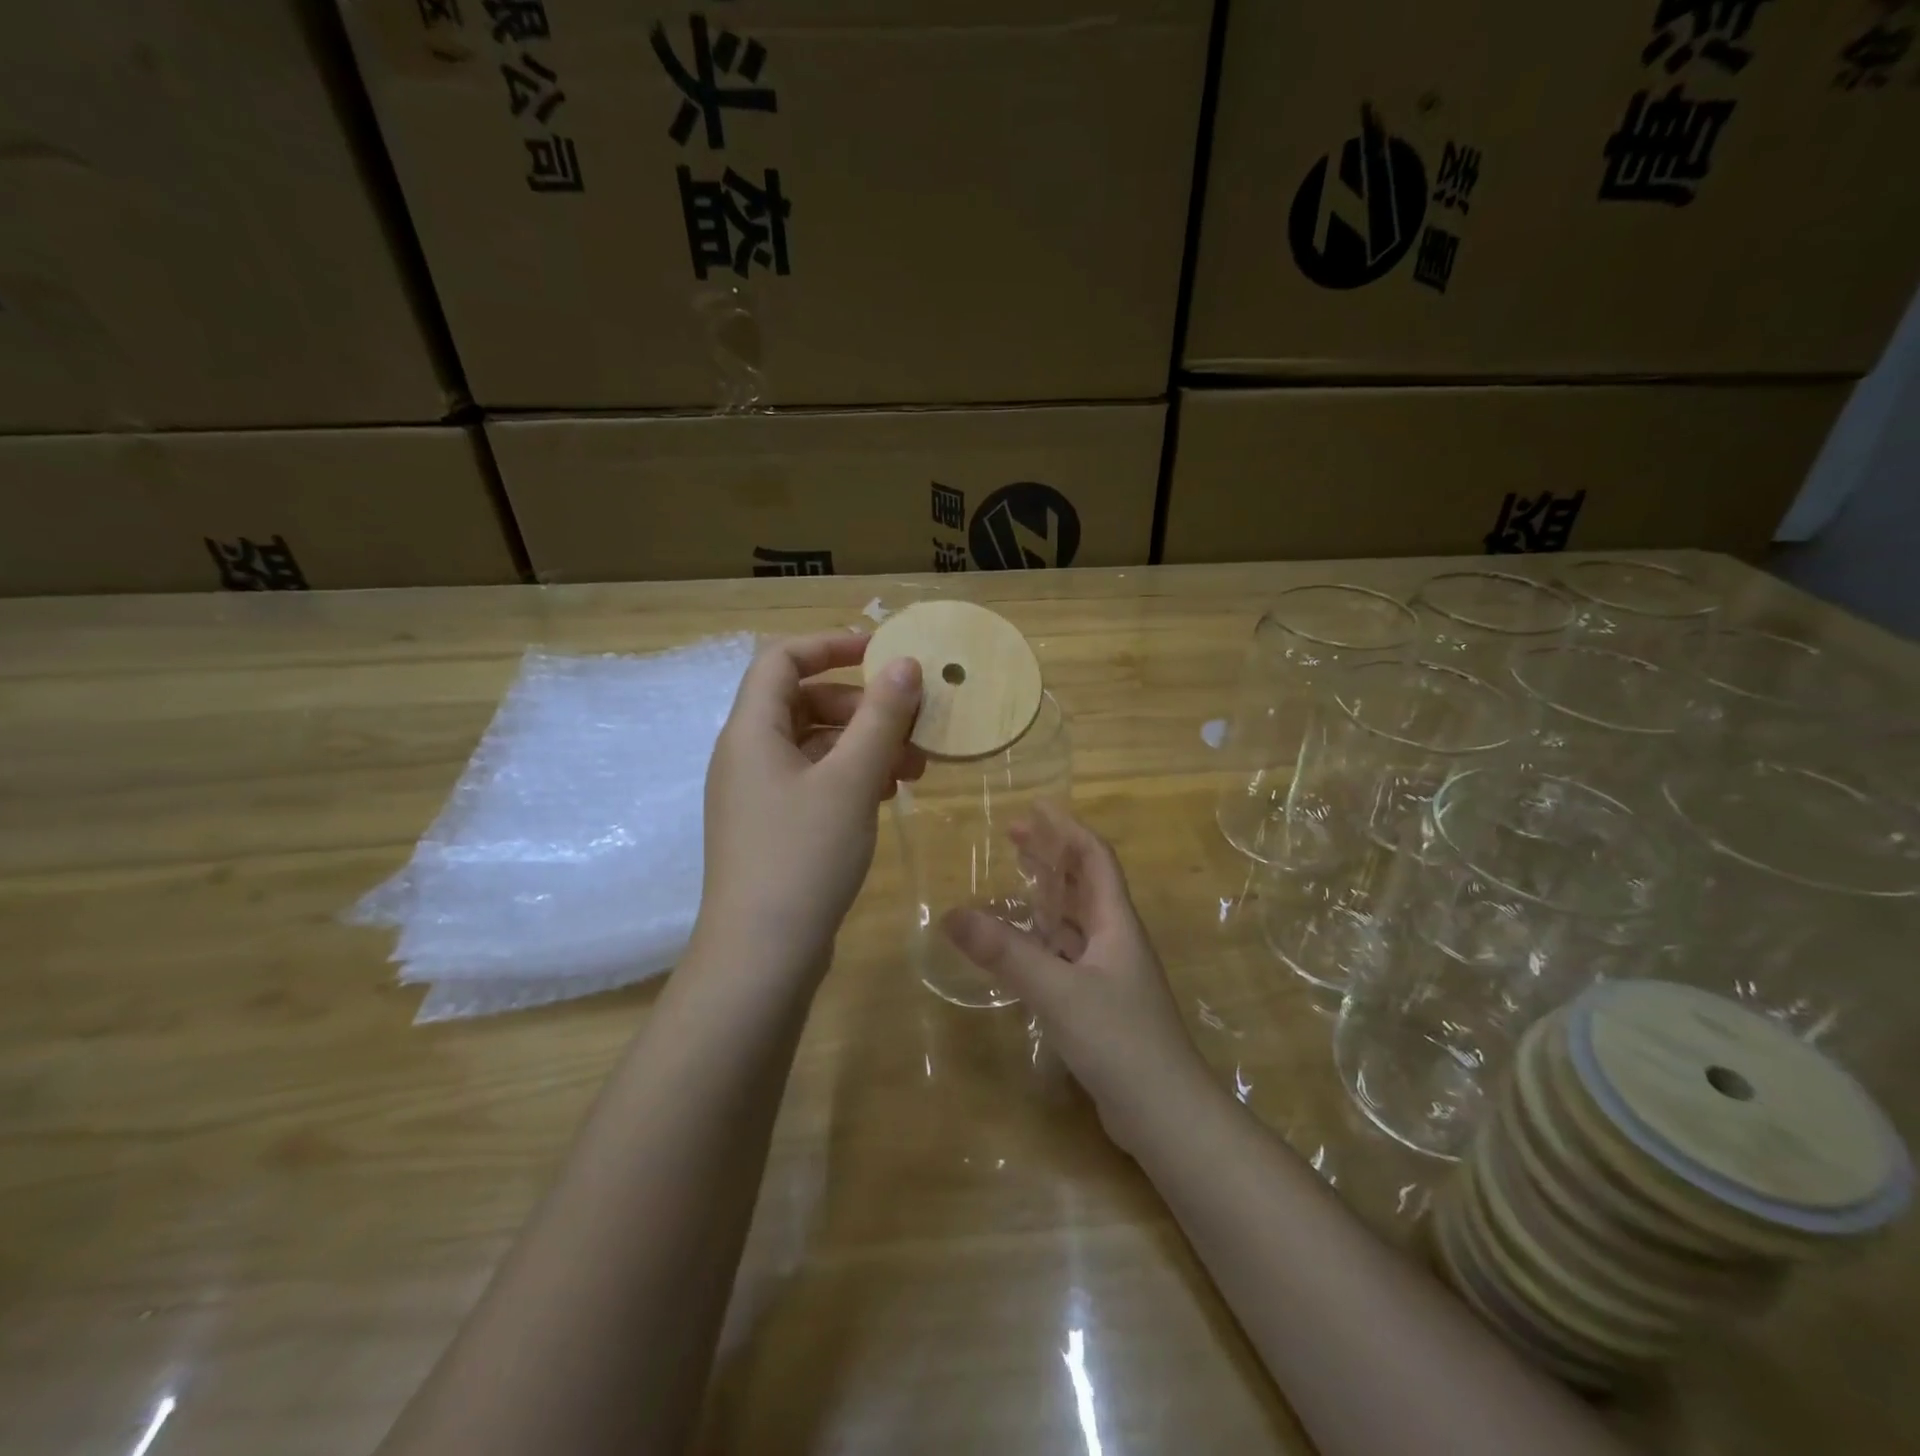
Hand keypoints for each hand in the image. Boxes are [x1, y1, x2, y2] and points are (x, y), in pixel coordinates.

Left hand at [695, 631, 924, 979]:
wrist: (762, 956)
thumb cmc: (803, 857)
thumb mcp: (850, 780)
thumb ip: (880, 718)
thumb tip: (904, 665)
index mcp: (751, 731)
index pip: (782, 659)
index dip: (831, 645)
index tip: (884, 653)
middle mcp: (748, 755)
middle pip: (805, 702)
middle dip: (864, 707)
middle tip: (914, 726)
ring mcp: (759, 795)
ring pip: (816, 746)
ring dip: (865, 746)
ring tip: (914, 769)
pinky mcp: (774, 828)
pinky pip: (815, 782)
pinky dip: (852, 778)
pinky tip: (888, 795)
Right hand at [941, 804, 1214, 1154]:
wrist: (1166, 1114)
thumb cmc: (1120, 1040)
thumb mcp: (1057, 992)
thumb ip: (1006, 953)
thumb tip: (951, 914)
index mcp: (1116, 923)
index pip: (1095, 858)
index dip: (1067, 830)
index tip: (1034, 808)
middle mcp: (1116, 940)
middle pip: (1085, 883)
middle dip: (1052, 856)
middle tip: (1013, 837)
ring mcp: (1111, 974)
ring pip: (1077, 921)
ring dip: (1049, 895)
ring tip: (1014, 879)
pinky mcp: (1102, 1004)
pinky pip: (1069, 955)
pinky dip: (1045, 939)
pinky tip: (1022, 946)